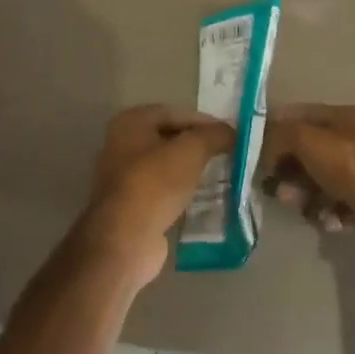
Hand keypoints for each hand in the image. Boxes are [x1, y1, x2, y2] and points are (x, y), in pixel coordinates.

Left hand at [82, 105, 234, 288]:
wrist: (125, 240)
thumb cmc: (155, 184)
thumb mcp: (191, 151)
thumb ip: (214, 135)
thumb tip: (232, 132)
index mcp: (131, 122)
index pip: (176, 113)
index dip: (205, 121)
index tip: (230, 135)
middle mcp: (122, 144)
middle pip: (170, 138)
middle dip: (199, 146)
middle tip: (228, 154)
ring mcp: (124, 177)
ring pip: (167, 166)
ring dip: (192, 170)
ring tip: (222, 175)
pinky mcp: (132, 206)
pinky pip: (164, 190)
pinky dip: (183, 192)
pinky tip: (204, 198)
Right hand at [260, 105, 354, 237]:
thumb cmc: (352, 165)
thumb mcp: (309, 140)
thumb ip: (280, 135)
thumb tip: (261, 143)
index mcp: (342, 116)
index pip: (298, 115)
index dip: (274, 130)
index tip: (254, 151)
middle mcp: (351, 140)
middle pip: (305, 151)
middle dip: (287, 170)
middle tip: (276, 188)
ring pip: (316, 180)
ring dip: (303, 194)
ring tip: (301, 206)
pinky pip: (332, 203)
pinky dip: (326, 211)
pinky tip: (329, 218)